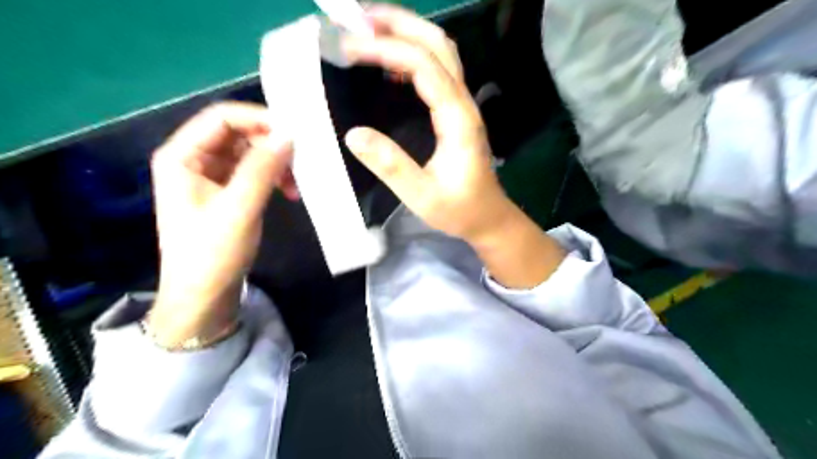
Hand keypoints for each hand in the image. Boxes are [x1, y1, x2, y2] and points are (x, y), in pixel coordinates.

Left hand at [148, 103, 297, 345]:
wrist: (204, 296)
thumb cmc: (213, 253)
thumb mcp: (239, 208)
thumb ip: (262, 169)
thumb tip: (289, 135)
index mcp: (182, 156)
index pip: (222, 118)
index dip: (258, 119)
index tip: (294, 133)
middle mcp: (194, 160)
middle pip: (238, 134)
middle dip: (271, 145)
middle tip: (301, 161)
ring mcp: (211, 177)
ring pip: (250, 154)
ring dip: (276, 164)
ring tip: (296, 185)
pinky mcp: (227, 193)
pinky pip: (254, 173)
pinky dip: (273, 178)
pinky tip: (289, 193)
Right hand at [342, 3, 512, 244]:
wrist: (488, 218)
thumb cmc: (459, 210)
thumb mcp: (422, 196)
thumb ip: (391, 166)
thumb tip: (353, 135)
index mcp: (457, 118)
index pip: (424, 66)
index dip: (387, 49)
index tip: (349, 47)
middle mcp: (463, 103)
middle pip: (438, 44)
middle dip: (399, 23)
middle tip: (357, 18)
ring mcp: (463, 105)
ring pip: (441, 52)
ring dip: (407, 33)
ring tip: (369, 29)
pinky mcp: (457, 111)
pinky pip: (438, 70)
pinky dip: (413, 55)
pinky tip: (390, 64)